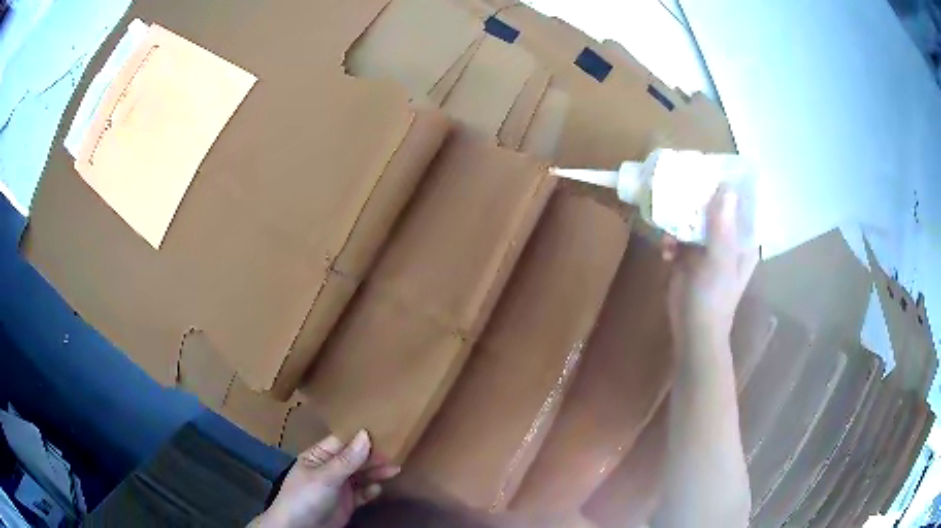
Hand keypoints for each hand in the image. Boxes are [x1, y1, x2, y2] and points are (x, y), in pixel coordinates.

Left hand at [254, 431, 399, 527]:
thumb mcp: (325, 477)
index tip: (383, 428)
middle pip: (354, 458)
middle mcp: (329, 469)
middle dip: (372, 456)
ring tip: (394, 470)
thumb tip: (365, 434)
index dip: (360, 436)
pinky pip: (362, 493)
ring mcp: (339, 487)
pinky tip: (377, 489)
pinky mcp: (347, 503)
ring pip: (361, 475)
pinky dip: (370, 491)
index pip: (341, 441)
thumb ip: (347, 459)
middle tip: (395, 453)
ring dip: (376, 473)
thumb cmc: (305, 496)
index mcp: (318, 456)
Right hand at [662, 187, 758, 347]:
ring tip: (667, 214)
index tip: (710, 168)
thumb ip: (721, 227)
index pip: (739, 203)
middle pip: (714, 207)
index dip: (728, 185)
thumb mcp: (719, 261)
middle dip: (698, 196)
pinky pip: (678, 236)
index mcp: (742, 239)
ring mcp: (706, 247)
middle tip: (680, 182)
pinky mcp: (688, 257)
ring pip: (694, 219)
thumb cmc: (713, 298)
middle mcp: (726, 238)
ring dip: (680, 217)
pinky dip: (670, 239)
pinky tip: (665, 250)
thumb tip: (725, 188)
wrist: (691, 330)